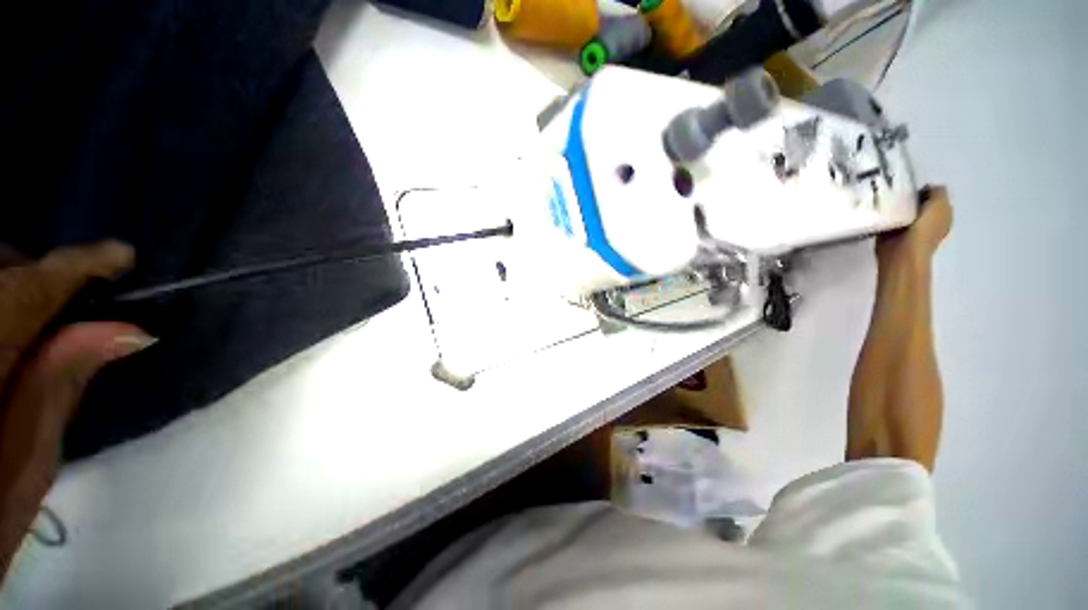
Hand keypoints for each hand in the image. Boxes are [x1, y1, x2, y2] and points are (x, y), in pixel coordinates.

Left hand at [0, 241, 152, 578]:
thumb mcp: (30, 456)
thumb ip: (63, 383)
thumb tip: (129, 330)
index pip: (27, 291)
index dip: (77, 267)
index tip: (122, 256)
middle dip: (32, 275)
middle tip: (72, 304)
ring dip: (12, 288)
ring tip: (38, 318)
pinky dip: (2, 304)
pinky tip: (14, 329)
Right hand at [876, 185, 952, 271]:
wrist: (903, 252)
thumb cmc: (924, 229)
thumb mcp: (939, 204)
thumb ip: (937, 192)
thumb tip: (928, 188)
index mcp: (943, 214)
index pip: (934, 196)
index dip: (924, 190)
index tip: (912, 189)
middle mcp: (929, 222)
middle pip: (918, 203)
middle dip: (909, 198)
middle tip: (899, 195)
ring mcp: (910, 229)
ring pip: (903, 210)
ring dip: (897, 207)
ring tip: (889, 203)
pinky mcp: (892, 234)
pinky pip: (889, 219)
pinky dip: (886, 216)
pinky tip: (883, 214)